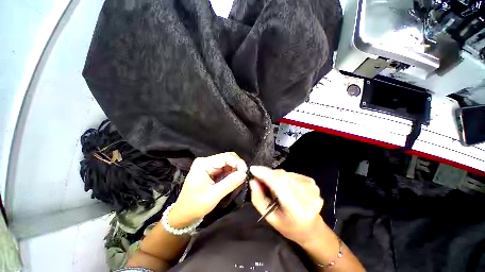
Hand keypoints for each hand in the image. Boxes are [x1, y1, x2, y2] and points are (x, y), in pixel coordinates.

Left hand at [168, 152, 246, 227]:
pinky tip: (234, 179)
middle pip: (227, 157)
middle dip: (237, 165)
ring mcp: (208, 165)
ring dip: (235, 169)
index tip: (246, 172)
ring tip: (240, 179)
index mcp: (204, 164)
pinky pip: (224, 168)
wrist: (183, 214)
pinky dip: (231, 173)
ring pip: (227, 162)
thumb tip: (244, 174)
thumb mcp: (213, 196)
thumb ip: (230, 183)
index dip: (238, 162)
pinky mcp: (210, 170)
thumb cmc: (195, 206)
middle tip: (244, 176)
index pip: (226, 157)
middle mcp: (206, 161)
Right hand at [249, 166, 323, 245]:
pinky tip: (283, 186)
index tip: (252, 169)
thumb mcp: (270, 217)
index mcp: (298, 210)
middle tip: (258, 178)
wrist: (311, 228)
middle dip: (267, 174)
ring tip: (272, 186)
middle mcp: (308, 196)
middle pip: (281, 176)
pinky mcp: (311, 181)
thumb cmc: (289, 226)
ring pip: (285, 173)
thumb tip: (252, 180)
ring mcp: (311, 187)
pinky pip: (290, 174)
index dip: (265, 174)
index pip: (279, 184)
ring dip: (274, 176)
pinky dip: (282, 177)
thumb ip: (259, 199)